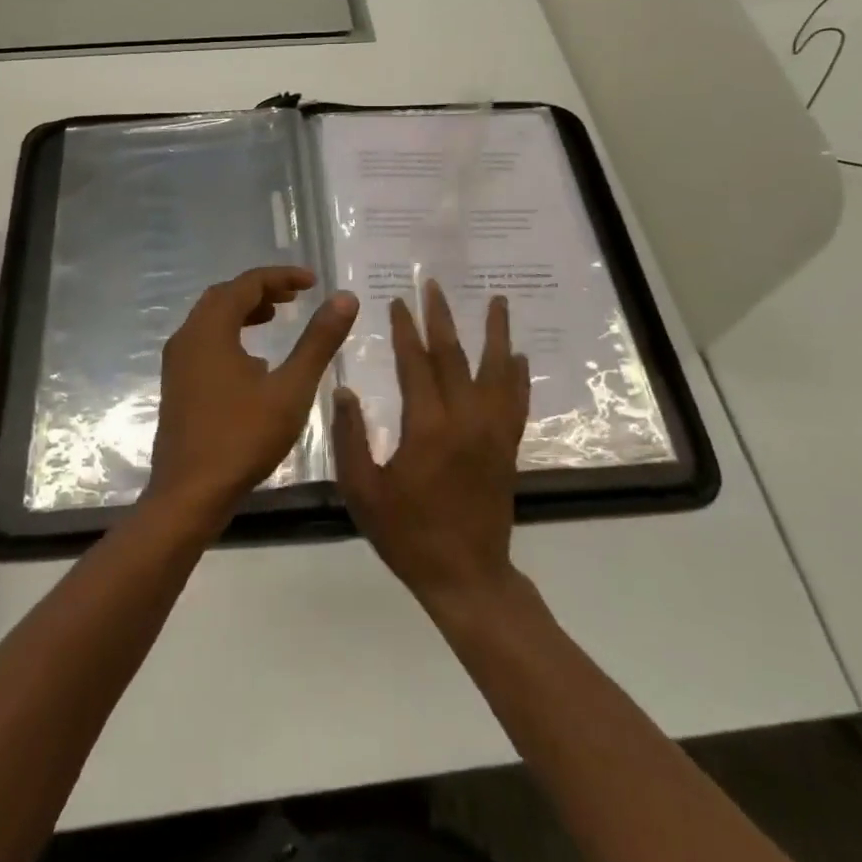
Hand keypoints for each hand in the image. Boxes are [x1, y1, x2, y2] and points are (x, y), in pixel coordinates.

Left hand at [149, 266, 358, 529]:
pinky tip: (255, 361)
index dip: (281, 277)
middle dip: (261, 290)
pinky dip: (231, 334)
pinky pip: (204, 342)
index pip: (247, 284)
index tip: (313, 282)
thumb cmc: (243, 437)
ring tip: (277, 317)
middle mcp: (187, 337)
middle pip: (225, 296)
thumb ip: (318, 341)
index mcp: (210, 330)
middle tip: (296, 296)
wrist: (189, 494)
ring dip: (244, 311)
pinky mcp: (177, 384)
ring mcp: (177, 362)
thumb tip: (345, 298)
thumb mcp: (291, 388)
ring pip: (211, 319)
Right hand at [332, 280, 530, 610]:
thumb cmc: (407, 534)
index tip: (397, 302)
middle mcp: (465, 419)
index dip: (404, 331)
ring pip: (496, 371)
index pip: (415, 364)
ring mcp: (493, 432)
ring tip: (497, 301)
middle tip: (434, 286)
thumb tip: (343, 390)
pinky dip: (518, 375)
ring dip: (495, 333)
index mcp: (427, 427)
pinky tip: (518, 356)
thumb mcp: (363, 491)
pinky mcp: (508, 447)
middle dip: (441, 318)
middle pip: (454, 356)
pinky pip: (517, 401)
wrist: (466, 576)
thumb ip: (350, 438)